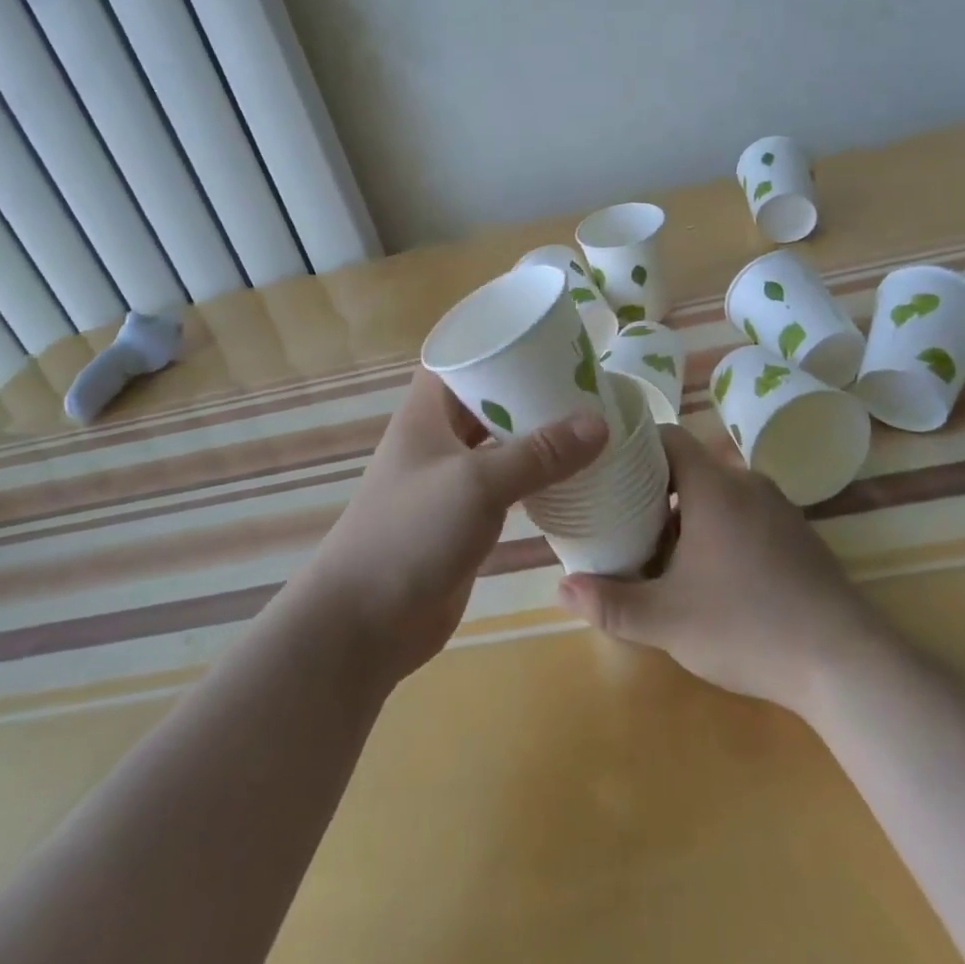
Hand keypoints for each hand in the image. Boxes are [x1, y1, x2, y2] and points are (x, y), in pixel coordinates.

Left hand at [302, 368, 608, 682]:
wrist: (364, 624)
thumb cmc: (411, 533)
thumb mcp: (478, 483)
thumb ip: (539, 454)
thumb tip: (600, 422)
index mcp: (426, 413)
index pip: (461, 358)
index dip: (498, 343)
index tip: (547, 339)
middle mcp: (436, 439)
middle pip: (486, 400)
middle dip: (529, 390)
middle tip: (583, 381)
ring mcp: (448, 480)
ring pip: (498, 443)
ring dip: (535, 435)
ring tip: (587, 422)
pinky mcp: (462, 519)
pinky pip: (504, 485)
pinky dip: (533, 477)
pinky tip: (571, 476)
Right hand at [557, 425, 879, 716]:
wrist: (844, 662)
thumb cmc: (746, 626)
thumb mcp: (667, 621)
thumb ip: (611, 603)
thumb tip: (561, 587)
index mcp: (714, 487)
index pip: (668, 437)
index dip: (635, 446)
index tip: (608, 469)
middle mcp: (747, 484)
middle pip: (691, 468)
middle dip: (656, 491)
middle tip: (625, 522)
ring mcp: (779, 508)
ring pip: (720, 494)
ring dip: (689, 515)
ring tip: (662, 553)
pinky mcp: (799, 536)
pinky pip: (747, 515)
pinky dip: (721, 529)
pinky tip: (714, 576)